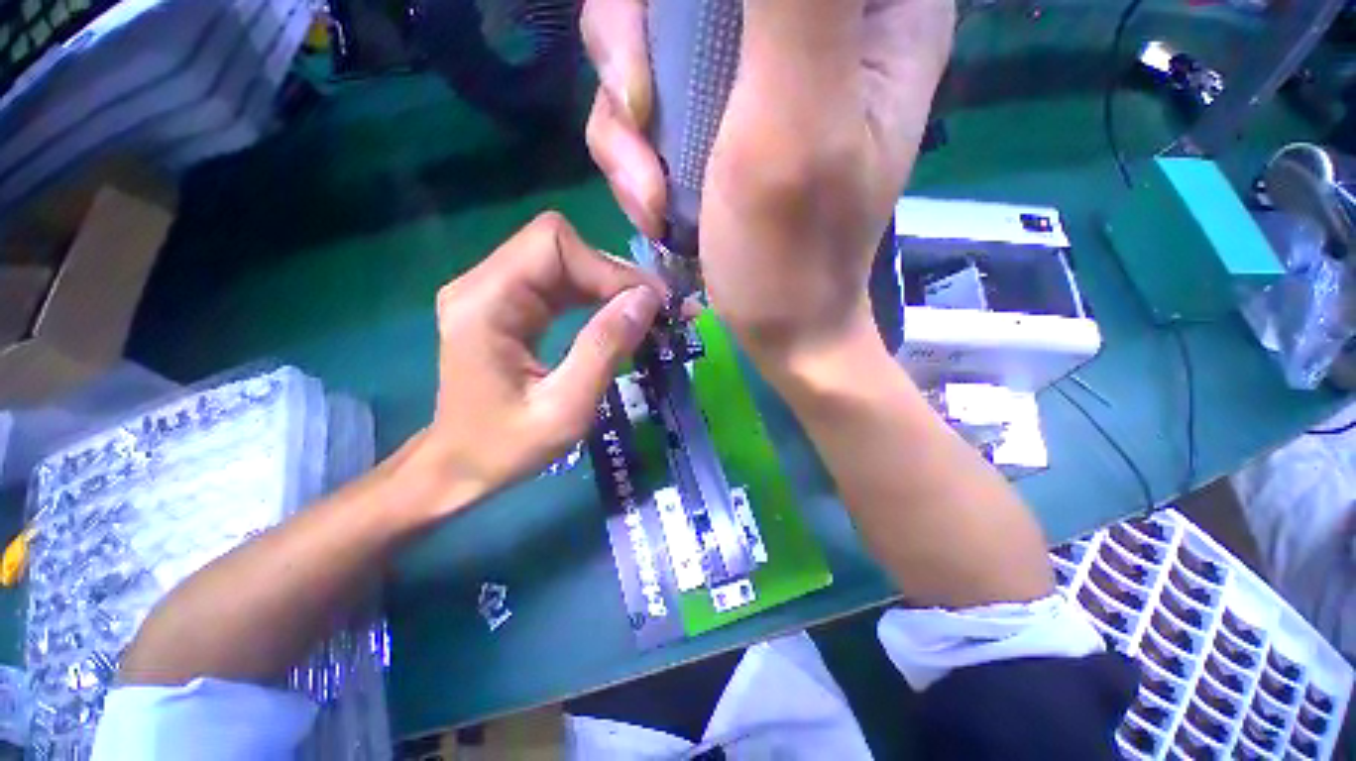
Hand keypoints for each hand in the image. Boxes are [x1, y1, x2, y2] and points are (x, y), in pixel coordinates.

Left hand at [398, 212, 665, 518]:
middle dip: (614, 274)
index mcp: (485, 304)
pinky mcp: (506, 304)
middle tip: (655, 308)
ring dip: (608, 284)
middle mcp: (483, 284)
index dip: (608, 267)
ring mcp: (493, 291)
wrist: (460, 466)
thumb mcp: (565, 409)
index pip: (553, 245)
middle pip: (559, 247)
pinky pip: (558, 281)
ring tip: (644, 313)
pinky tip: (616, 317)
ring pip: (563, 260)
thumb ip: (604, 349)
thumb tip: (647, 299)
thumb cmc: (506, 447)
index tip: (650, 303)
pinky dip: (594, 294)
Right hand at [582, 0, 953, 367]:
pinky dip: (629, 154)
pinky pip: (640, 100)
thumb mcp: (796, 123)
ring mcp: (750, 72)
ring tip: (651, 194)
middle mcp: (810, 21)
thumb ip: (797, 1)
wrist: (780, 328)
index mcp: (866, 7)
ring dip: (625, 121)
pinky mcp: (711, 119)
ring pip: (646, 36)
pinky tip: (652, 206)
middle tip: (639, 118)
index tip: (666, 67)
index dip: (684, 2)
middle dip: (633, 47)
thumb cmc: (794, 255)